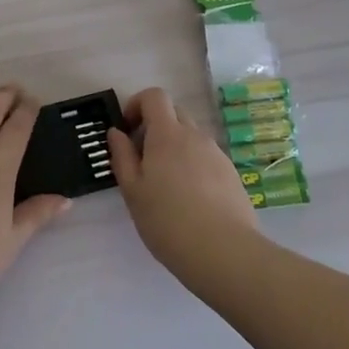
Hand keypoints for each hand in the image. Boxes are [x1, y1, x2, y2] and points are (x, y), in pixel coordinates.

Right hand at [107, 87, 259, 287]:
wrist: (224, 252)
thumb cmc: (167, 221)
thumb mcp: (132, 191)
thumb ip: (122, 156)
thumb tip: (117, 132)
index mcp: (167, 134)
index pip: (155, 96)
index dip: (137, 104)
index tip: (127, 130)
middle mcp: (195, 136)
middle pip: (174, 113)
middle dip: (155, 126)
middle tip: (142, 159)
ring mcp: (217, 154)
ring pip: (191, 138)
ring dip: (174, 148)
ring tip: (165, 186)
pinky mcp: (232, 175)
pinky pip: (206, 158)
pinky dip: (193, 166)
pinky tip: (189, 200)